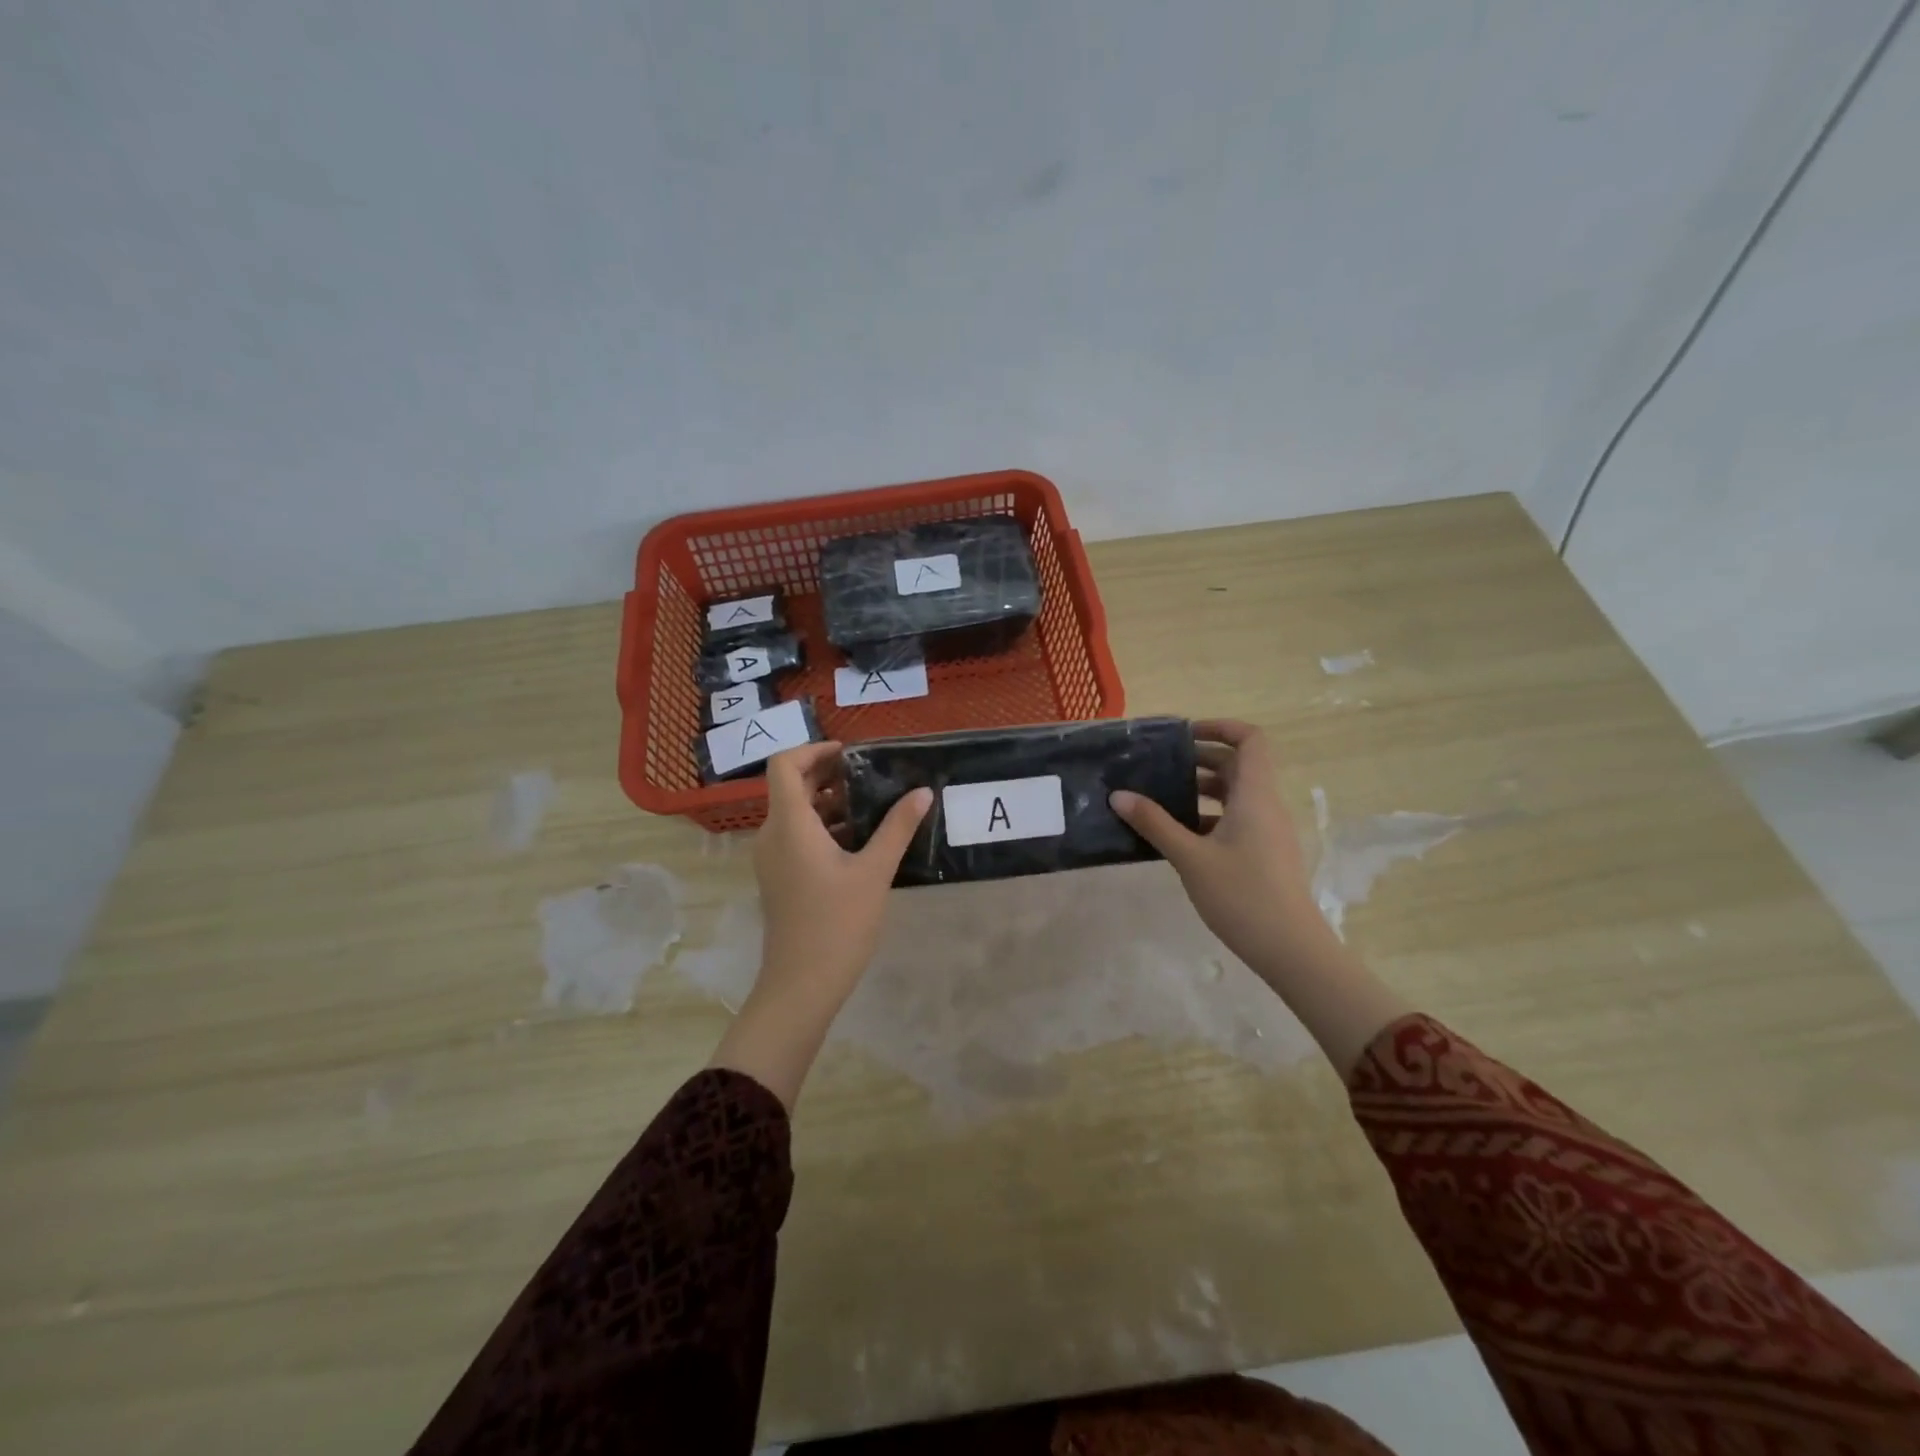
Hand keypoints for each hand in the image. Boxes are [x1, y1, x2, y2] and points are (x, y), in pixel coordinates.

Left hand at [709, 742, 931, 1107]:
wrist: (801, 984)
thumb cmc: (837, 923)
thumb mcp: (874, 871)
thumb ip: (898, 827)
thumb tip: (922, 793)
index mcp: (790, 824)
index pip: (785, 765)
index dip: (814, 750)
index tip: (851, 755)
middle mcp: (772, 834)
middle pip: (792, 786)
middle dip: (829, 775)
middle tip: (871, 776)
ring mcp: (773, 858)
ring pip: (796, 813)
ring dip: (830, 802)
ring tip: (873, 804)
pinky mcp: (780, 877)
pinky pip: (797, 836)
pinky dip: (824, 826)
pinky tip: (860, 839)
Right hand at [1110, 720, 1324, 971]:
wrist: (1290, 949)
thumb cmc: (1242, 895)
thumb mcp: (1190, 858)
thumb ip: (1154, 823)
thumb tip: (1119, 795)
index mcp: (1255, 795)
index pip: (1251, 740)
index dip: (1220, 727)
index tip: (1183, 735)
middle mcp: (1266, 805)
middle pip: (1239, 764)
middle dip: (1201, 758)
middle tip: (1162, 765)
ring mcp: (1269, 831)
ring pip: (1237, 793)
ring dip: (1204, 788)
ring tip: (1163, 797)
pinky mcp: (1265, 853)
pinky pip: (1237, 818)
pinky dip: (1210, 815)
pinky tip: (1180, 834)